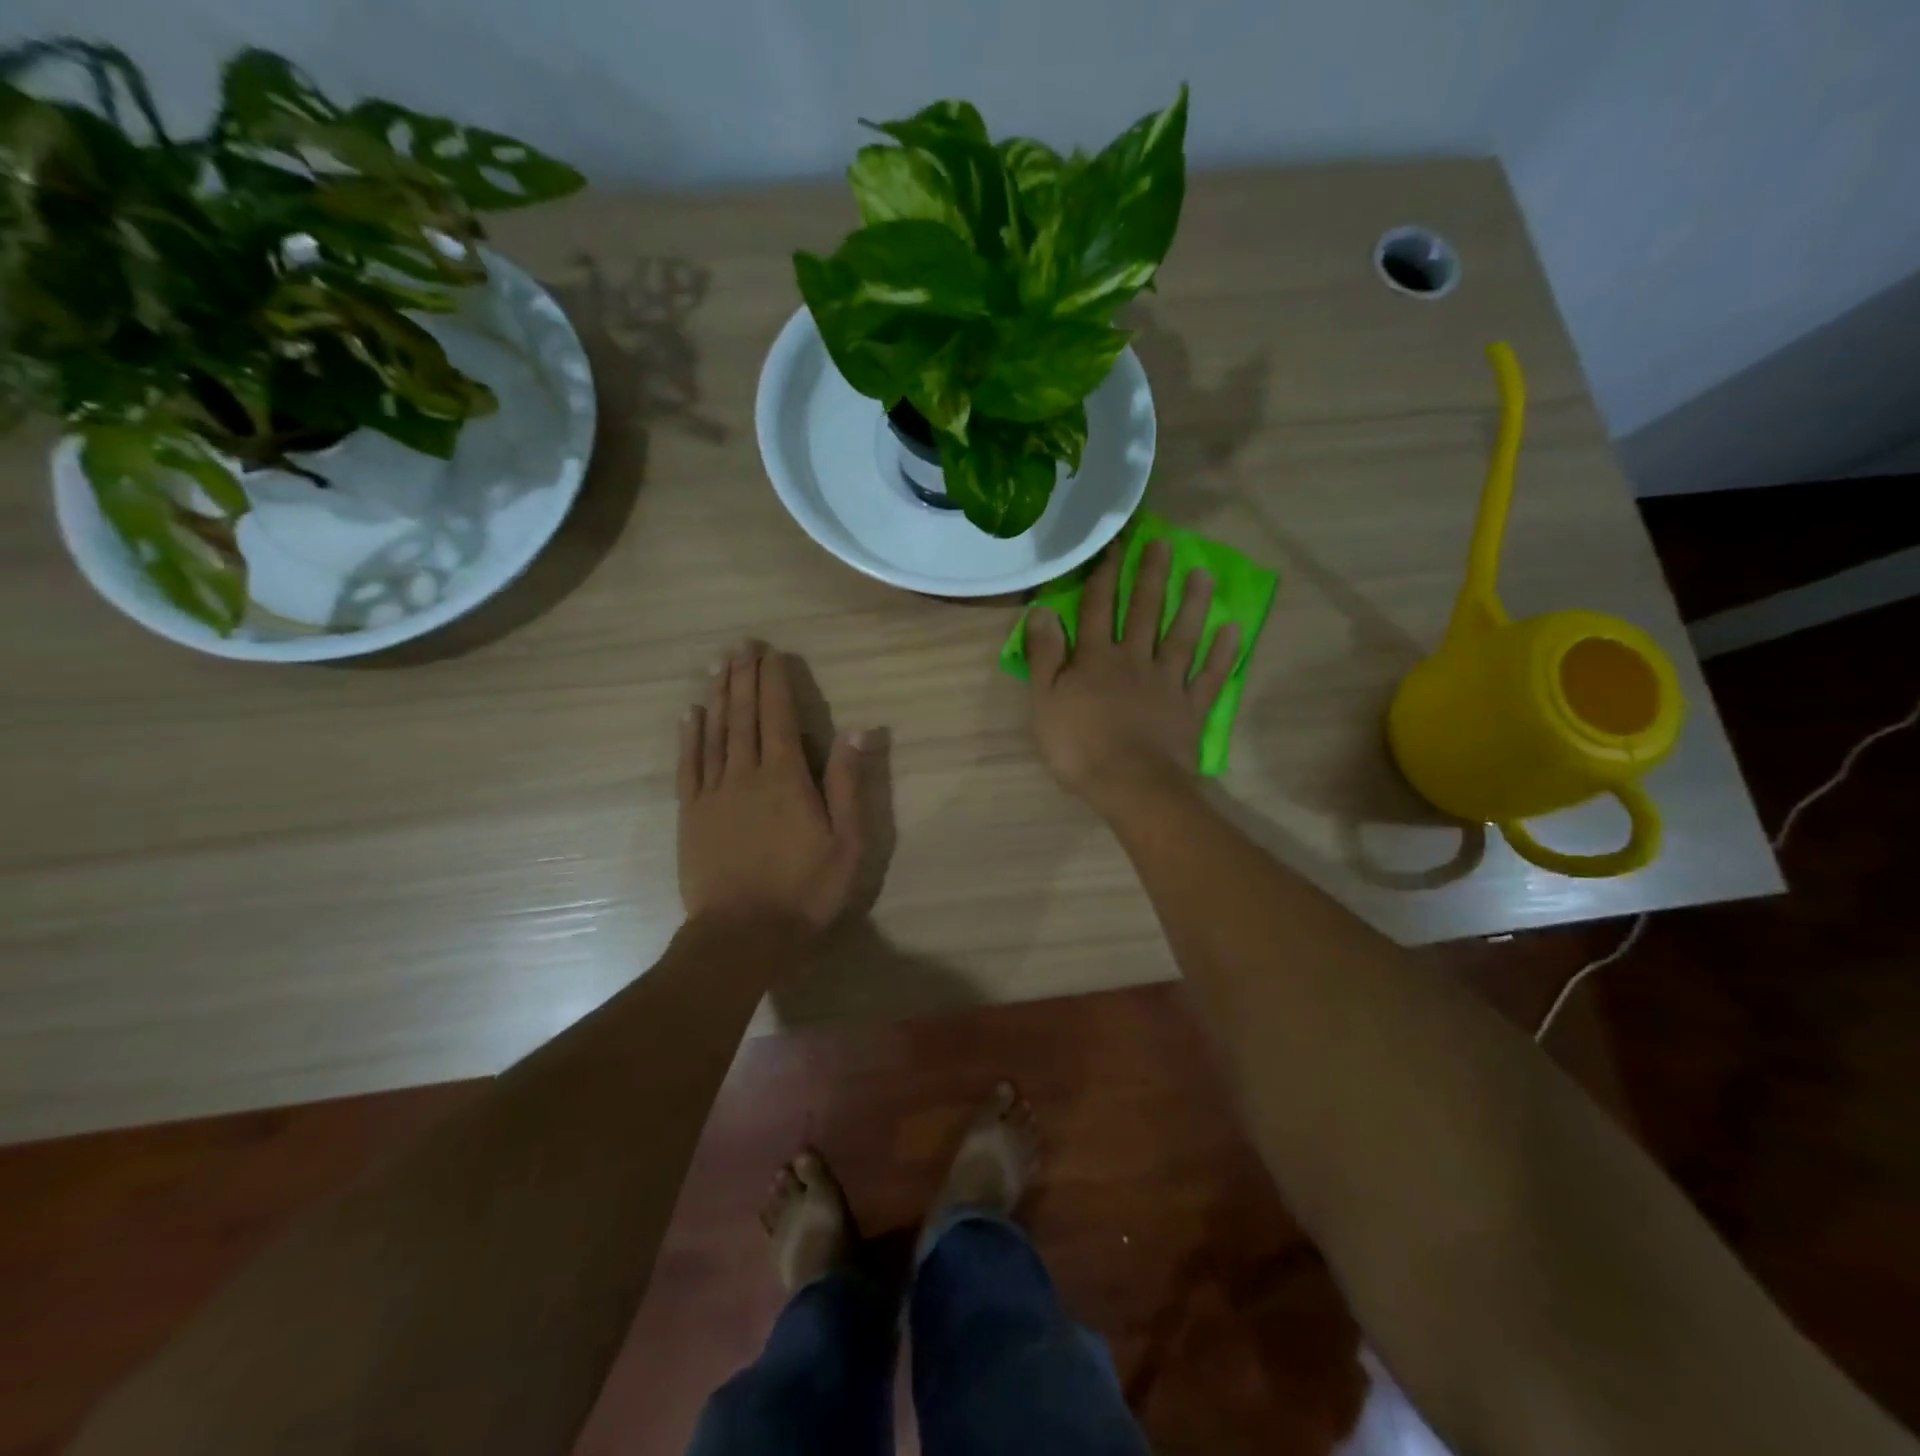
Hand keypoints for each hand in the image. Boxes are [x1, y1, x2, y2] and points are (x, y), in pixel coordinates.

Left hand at [678, 642, 872, 935]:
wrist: (743, 935)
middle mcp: (746, 773)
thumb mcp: (847, 842)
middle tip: (740, 645)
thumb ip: (848, 783)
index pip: (779, 715)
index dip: (773, 681)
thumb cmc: (805, 890)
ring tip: (717, 664)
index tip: (770, 652)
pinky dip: (689, 735)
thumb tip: (859, 730)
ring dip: (717, 695)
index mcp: (786, 777)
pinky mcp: (691, 814)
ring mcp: (713, 793)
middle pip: (743, 715)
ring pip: (714, 732)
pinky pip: (689, 764)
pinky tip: (690, 713)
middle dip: (743, 676)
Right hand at [1026, 539, 1240, 816]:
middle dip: (1152, 575)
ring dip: (1193, 604)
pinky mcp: (1191, 708)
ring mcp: (1167, 682)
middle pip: (1145, 611)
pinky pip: (1210, 676)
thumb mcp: (1045, 702)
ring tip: (1204, 574)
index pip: (1099, 607)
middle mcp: (1135, 660)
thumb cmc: (1079, 747)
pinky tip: (1233, 630)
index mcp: (1097, 658)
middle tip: (1164, 542)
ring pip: (1182, 635)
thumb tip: (1043, 611)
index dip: (1104, 574)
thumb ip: (1044, 656)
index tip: (1113, 544)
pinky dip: (1223, 653)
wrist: (1131, 785)